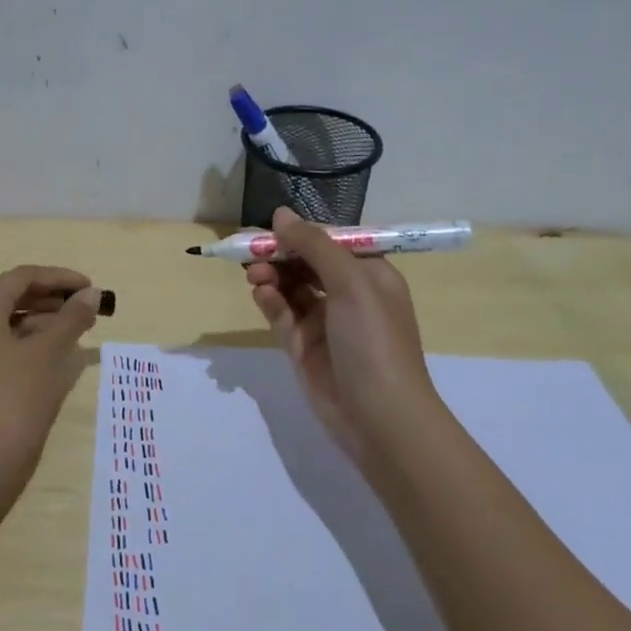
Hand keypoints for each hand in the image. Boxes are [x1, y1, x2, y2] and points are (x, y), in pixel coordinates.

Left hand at [0, 265, 101, 498]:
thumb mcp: (48, 355)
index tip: (92, 289)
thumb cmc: (12, 401)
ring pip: (7, 324)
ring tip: (79, 333)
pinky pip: (1, 348)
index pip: (21, 278)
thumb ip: (71, 319)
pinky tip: (56, 359)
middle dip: (52, 300)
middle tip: (89, 310)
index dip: (60, 279)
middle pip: (11, 298)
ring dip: (43, 323)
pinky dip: (29, 346)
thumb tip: (90, 294)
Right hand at [245, 209, 438, 464]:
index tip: (272, 228)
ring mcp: (325, 322)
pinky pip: (282, 314)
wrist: (379, 417)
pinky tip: (260, 293)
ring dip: (272, 275)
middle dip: (281, 254)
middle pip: (307, 263)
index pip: (331, 243)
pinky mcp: (303, 346)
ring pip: (291, 287)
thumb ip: (314, 246)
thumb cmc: (373, 340)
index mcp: (370, 275)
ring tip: (254, 274)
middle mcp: (349, 295)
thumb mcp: (351, 283)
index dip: (302, 234)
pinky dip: (270, 301)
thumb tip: (280, 214)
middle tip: (251, 252)